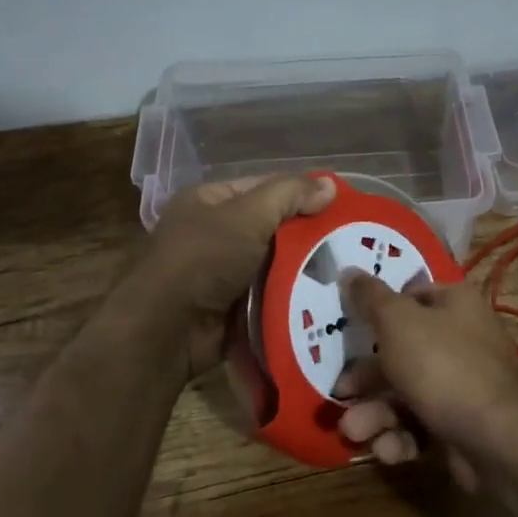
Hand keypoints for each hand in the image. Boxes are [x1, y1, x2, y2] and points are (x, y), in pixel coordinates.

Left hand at [136, 174, 335, 377]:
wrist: (166, 331)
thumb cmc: (203, 260)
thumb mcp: (247, 216)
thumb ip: (289, 195)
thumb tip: (330, 185)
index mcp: (210, 201)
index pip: (266, 189)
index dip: (302, 194)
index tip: (342, 207)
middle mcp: (214, 233)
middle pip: (273, 228)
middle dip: (308, 236)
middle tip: (351, 243)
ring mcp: (222, 273)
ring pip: (275, 265)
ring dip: (304, 270)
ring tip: (347, 272)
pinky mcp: (232, 308)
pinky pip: (270, 296)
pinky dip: (292, 297)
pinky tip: (327, 299)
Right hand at [332, 271, 517, 489]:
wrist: (498, 438)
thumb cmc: (443, 366)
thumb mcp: (398, 322)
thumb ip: (370, 298)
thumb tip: (348, 270)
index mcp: (454, 304)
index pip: (410, 297)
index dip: (377, 311)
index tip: (347, 328)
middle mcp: (461, 340)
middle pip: (400, 352)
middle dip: (366, 378)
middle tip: (340, 393)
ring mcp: (462, 385)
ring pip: (404, 394)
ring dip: (374, 414)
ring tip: (355, 431)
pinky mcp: (459, 425)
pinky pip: (420, 425)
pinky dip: (400, 437)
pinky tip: (390, 449)